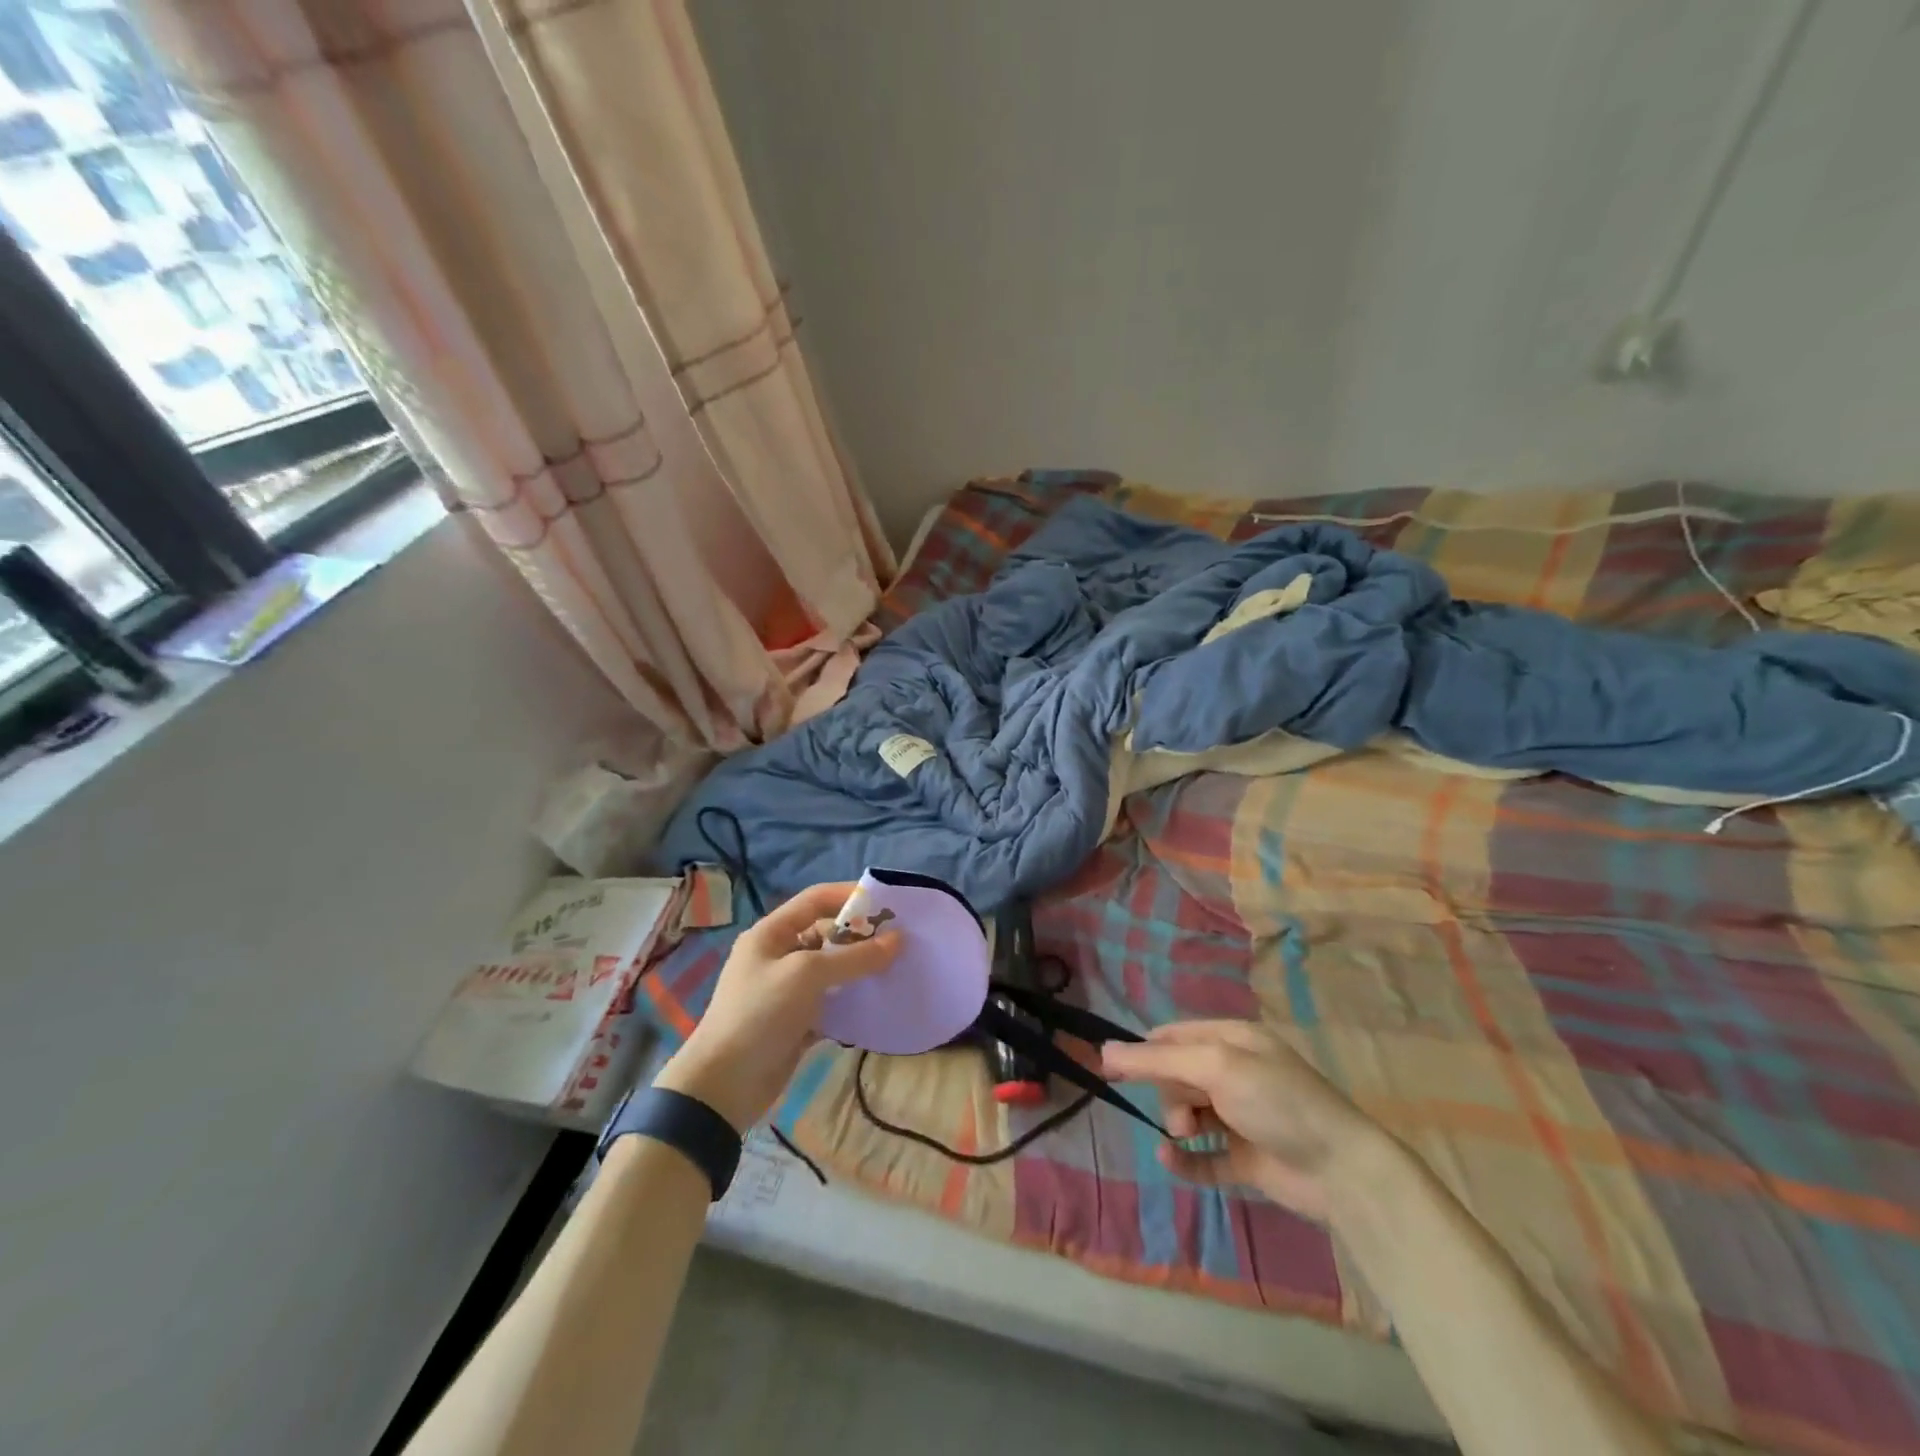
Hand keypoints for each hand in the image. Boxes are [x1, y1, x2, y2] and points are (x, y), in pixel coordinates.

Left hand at [654, 883, 899, 1131]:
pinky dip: (853, 1000)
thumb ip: (854, 957)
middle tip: (901, 942)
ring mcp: (788, 990)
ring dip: (861, 969)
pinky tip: (879, 1002)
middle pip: (827, 934)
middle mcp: (779, 956)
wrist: (723, 1086)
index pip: (815, 900)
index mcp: (771, 934)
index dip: (849, 896)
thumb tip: (898, 939)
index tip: (887, 903)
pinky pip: (832, 1001)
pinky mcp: (798, 1021)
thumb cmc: (760, 1014)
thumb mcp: (807, 975)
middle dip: (861, 936)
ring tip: (898, 969)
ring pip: (833, 969)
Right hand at [1102, 1020, 1382, 1218]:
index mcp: (1232, 1040)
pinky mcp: (1245, 1158)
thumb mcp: (1216, 1067)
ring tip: (1189, 1136)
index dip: (1143, 1051)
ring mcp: (1241, 1117)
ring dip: (1177, 1123)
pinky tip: (1170, 1160)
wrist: (1342, 1172)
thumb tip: (1104, 1050)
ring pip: (1187, 1113)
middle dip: (1168, 1092)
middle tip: (1181, 1113)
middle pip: (1177, 1075)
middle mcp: (1235, 1073)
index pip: (1174, 1036)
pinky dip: (1184, 1159)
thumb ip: (1158, 1061)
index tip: (1111, 1069)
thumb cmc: (1278, 1103)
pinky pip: (1201, 1156)